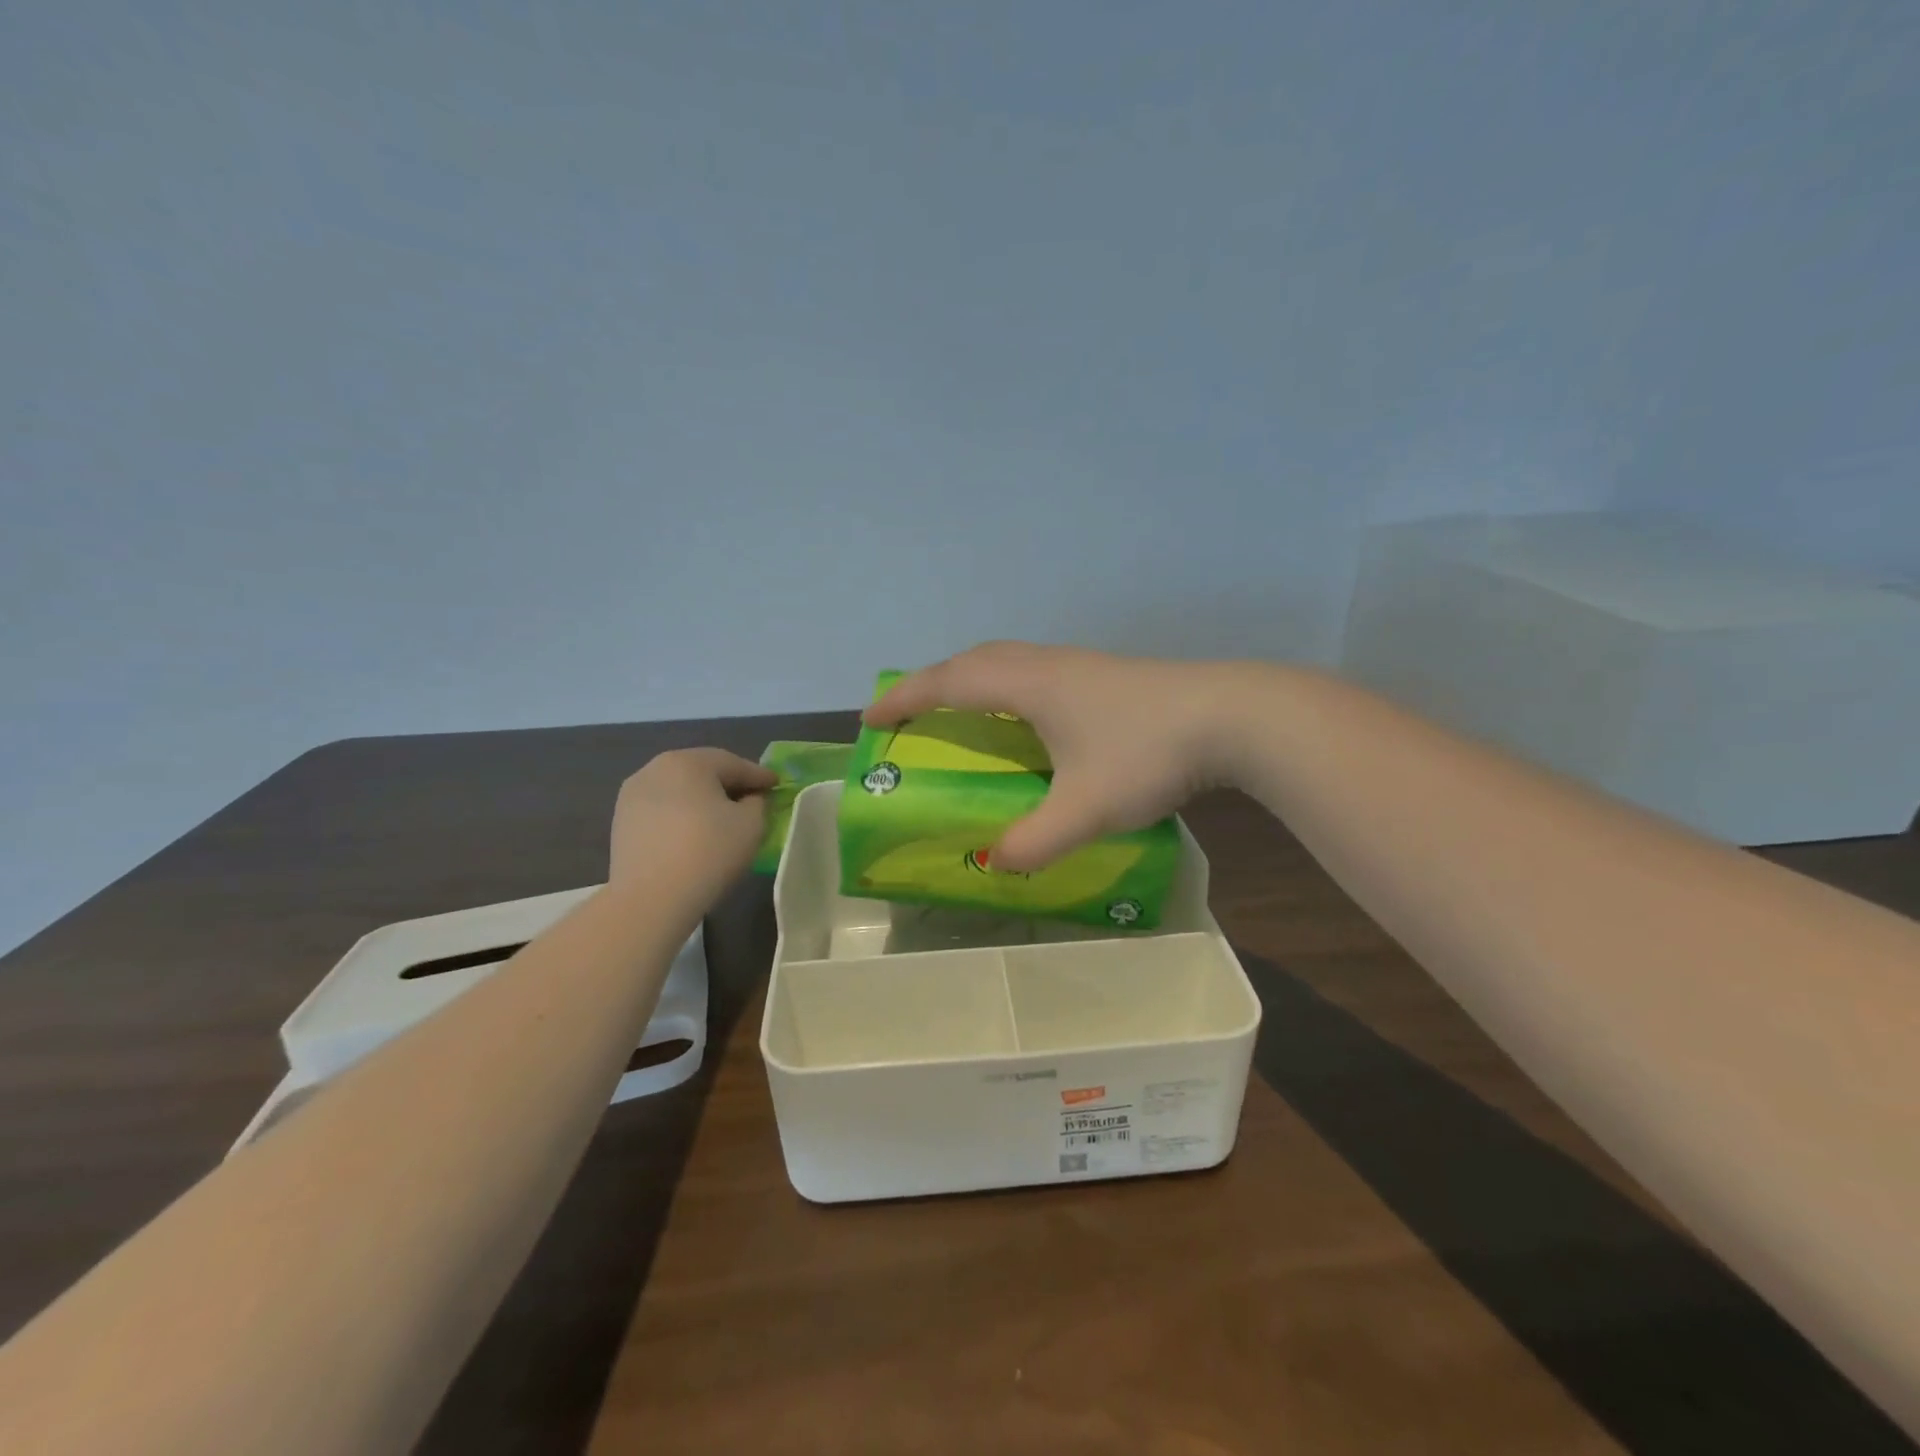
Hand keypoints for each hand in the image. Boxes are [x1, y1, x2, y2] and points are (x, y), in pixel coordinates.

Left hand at [609, 748, 777, 886]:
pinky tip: (693, 832)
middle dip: (728, 783)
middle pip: (702, 771)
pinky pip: (662, 809)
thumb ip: (757, 802)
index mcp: (688, 762)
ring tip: (721, 816)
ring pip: (679, 789)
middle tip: (752, 797)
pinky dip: (681, 814)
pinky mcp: (621, 821)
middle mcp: (655, 768)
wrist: (650, 899)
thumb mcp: (751, 824)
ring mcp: (632, 795)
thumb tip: (749, 798)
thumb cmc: (708, 852)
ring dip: (702, 798)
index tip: (776, 784)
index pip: (733, 764)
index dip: (759, 775)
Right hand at [866, 642, 1249, 871]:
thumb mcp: (1086, 808)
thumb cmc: (1147, 753)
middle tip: (910, 713)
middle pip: (974, 660)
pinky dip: (1006, 685)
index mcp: (1027, 685)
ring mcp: (1080, 665)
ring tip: (959, 710)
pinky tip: (1027, 716)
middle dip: (932, 683)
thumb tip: (994, 864)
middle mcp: (1047, 664)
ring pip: (1008, 660)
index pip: (948, 683)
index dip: (905, 700)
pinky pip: (1034, 670)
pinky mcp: (1106, 675)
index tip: (871, 717)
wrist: (1233, 717)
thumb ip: (1034, 841)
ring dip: (971, 678)